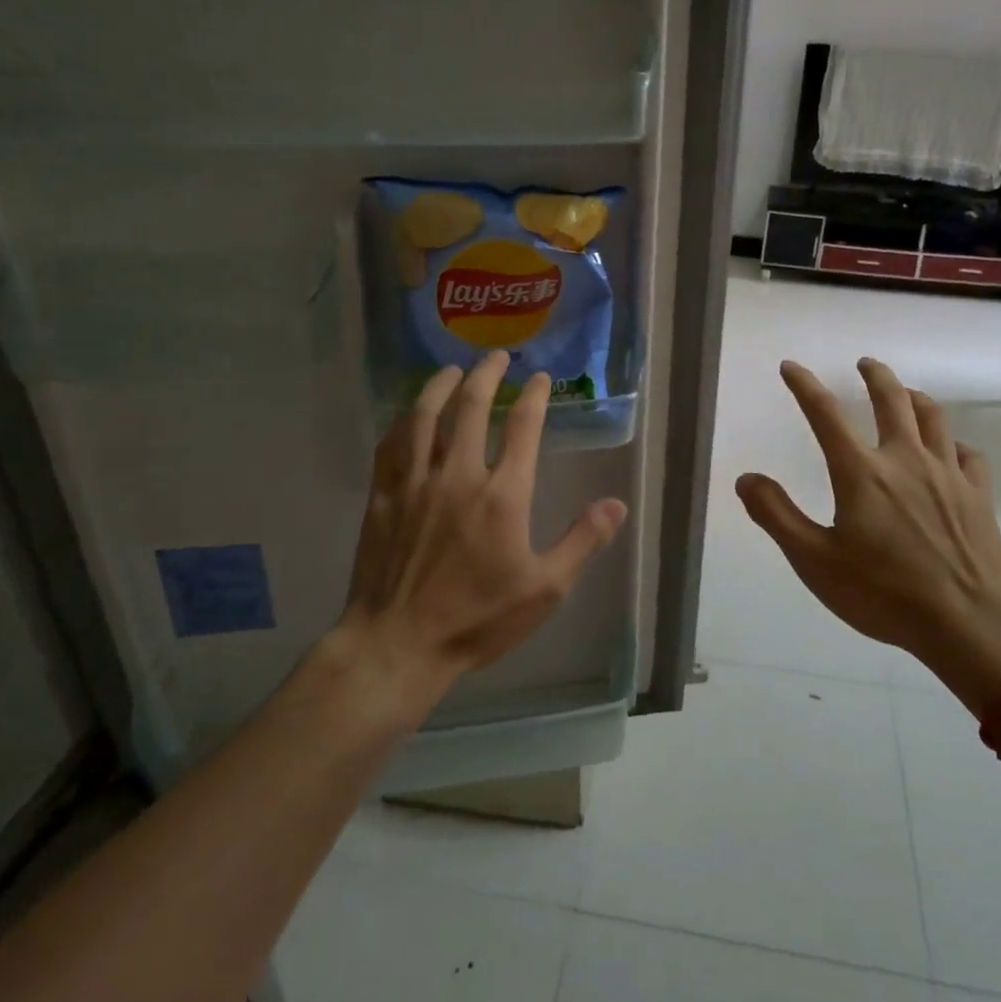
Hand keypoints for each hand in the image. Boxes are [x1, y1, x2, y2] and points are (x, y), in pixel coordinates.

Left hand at [337, 352, 627, 701]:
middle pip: (471, 406)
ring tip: (451, 369)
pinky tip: (410, 414)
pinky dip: (403, 420)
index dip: (532, 395)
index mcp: (503, 494)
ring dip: (440, 385)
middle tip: (495, 356)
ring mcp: (415, 482)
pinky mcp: (383, 496)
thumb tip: (617, 505)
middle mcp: (459, 475)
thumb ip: (582, 542)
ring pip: (425, 416)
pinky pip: (391, 444)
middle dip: (486, 374)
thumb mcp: (545, 589)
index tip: (538, 377)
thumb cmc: (477, 619)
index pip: (522, 427)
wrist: (398, 645)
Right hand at [735, 357, 1000, 714]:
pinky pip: (968, 454)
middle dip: (875, 375)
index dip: (804, 385)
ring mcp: (947, 474)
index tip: (791, 367)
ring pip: (933, 417)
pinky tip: (951, 450)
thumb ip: (777, 516)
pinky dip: (954, 443)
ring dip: (915, 397)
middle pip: (891, 399)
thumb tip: (746, 478)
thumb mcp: (814, 561)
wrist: (967, 622)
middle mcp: (904, 459)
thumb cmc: (883, 593)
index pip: (825, 414)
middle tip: (865, 364)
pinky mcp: (978, 494)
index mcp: (861, 473)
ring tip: (906, 393)